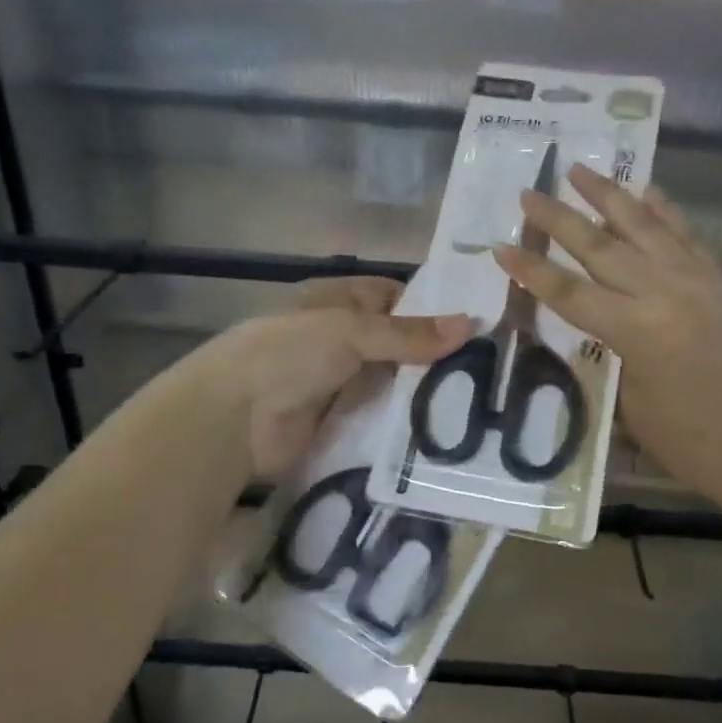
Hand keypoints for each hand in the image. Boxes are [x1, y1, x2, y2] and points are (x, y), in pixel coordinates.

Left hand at [213, 277, 472, 477]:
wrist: (234, 419)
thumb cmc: (289, 354)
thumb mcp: (351, 332)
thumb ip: (409, 334)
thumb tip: (470, 324)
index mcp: (335, 301)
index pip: (393, 296)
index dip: (430, 307)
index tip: (474, 324)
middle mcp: (338, 337)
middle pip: (395, 342)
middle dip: (432, 354)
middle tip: (487, 367)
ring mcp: (337, 380)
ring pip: (390, 380)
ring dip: (420, 389)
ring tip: (477, 398)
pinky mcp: (338, 420)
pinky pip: (378, 415)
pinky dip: (403, 419)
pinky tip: (442, 426)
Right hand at [495, 166, 721, 501]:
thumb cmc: (683, 437)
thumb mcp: (627, 397)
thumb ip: (606, 347)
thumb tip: (592, 316)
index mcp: (636, 331)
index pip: (569, 292)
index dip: (531, 270)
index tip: (500, 247)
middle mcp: (664, 292)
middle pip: (598, 246)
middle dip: (557, 218)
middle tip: (527, 194)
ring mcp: (695, 279)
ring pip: (642, 225)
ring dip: (607, 195)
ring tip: (579, 169)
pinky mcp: (716, 278)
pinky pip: (683, 234)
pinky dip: (661, 210)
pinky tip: (644, 191)